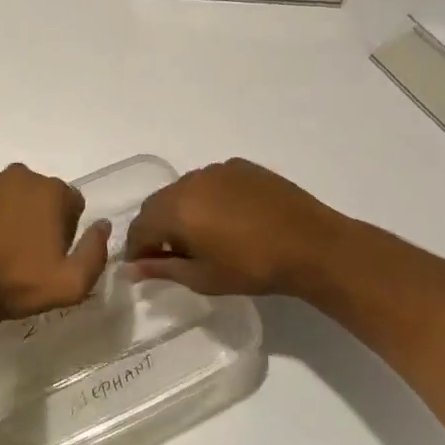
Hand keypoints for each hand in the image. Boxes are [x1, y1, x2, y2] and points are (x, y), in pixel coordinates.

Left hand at [0, 164, 110, 326]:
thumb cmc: (18, 286)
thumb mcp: (72, 283)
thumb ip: (96, 251)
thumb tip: (102, 224)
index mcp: (51, 191)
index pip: (71, 202)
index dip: (66, 228)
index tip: (51, 252)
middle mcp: (20, 175)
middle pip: (39, 193)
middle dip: (38, 215)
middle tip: (25, 250)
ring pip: (8, 192)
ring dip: (9, 210)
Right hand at [125, 158, 356, 300]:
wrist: (312, 245)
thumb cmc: (253, 268)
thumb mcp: (203, 278)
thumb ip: (163, 269)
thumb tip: (132, 268)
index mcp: (176, 209)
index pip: (140, 226)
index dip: (137, 248)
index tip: (143, 267)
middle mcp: (190, 182)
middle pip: (158, 204)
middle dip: (156, 227)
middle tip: (169, 254)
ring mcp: (216, 170)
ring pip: (184, 190)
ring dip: (182, 210)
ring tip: (200, 236)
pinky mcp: (241, 167)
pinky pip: (211, 181)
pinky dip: (207, 198)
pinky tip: (227, 218)